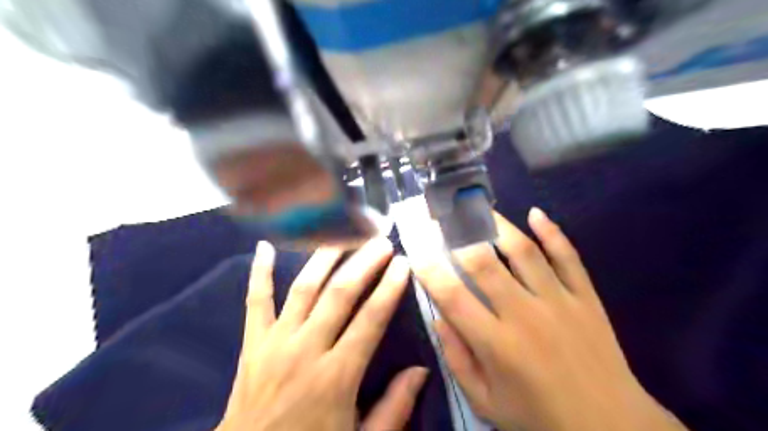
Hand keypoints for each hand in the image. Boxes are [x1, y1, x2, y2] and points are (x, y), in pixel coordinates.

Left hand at [219, 239, 429, 430]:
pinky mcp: (252, 344)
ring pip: (303, 289)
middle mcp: (306, 350)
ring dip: (325, 258)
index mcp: (336, 377)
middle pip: (339, 295)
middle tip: (380, 240)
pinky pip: (255, 302)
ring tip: (343, 232)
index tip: (402, 263)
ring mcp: (275, 343)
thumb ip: (394, 408)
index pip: (370, 320)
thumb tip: (421, 370)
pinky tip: (264, 246)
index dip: (389, 288)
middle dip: (364, 263)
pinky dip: (259, 273)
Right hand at [410, 209, 687, 430]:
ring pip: (523, 251)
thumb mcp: (486, 402)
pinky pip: (568, 257)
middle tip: (442, 214)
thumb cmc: (539, 417)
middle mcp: (525, 314)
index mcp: (497, 344)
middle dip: (457, 234)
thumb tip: (440, 319)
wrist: (611, 426)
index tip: (417, 249)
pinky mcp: (586, 297)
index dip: (430, 270)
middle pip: (484, 263)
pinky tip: (536, 212)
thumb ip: (457, 359)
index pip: (452, 296)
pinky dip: (552, 232)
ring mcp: (559, 301)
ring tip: (477, 206)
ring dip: (497, 224)